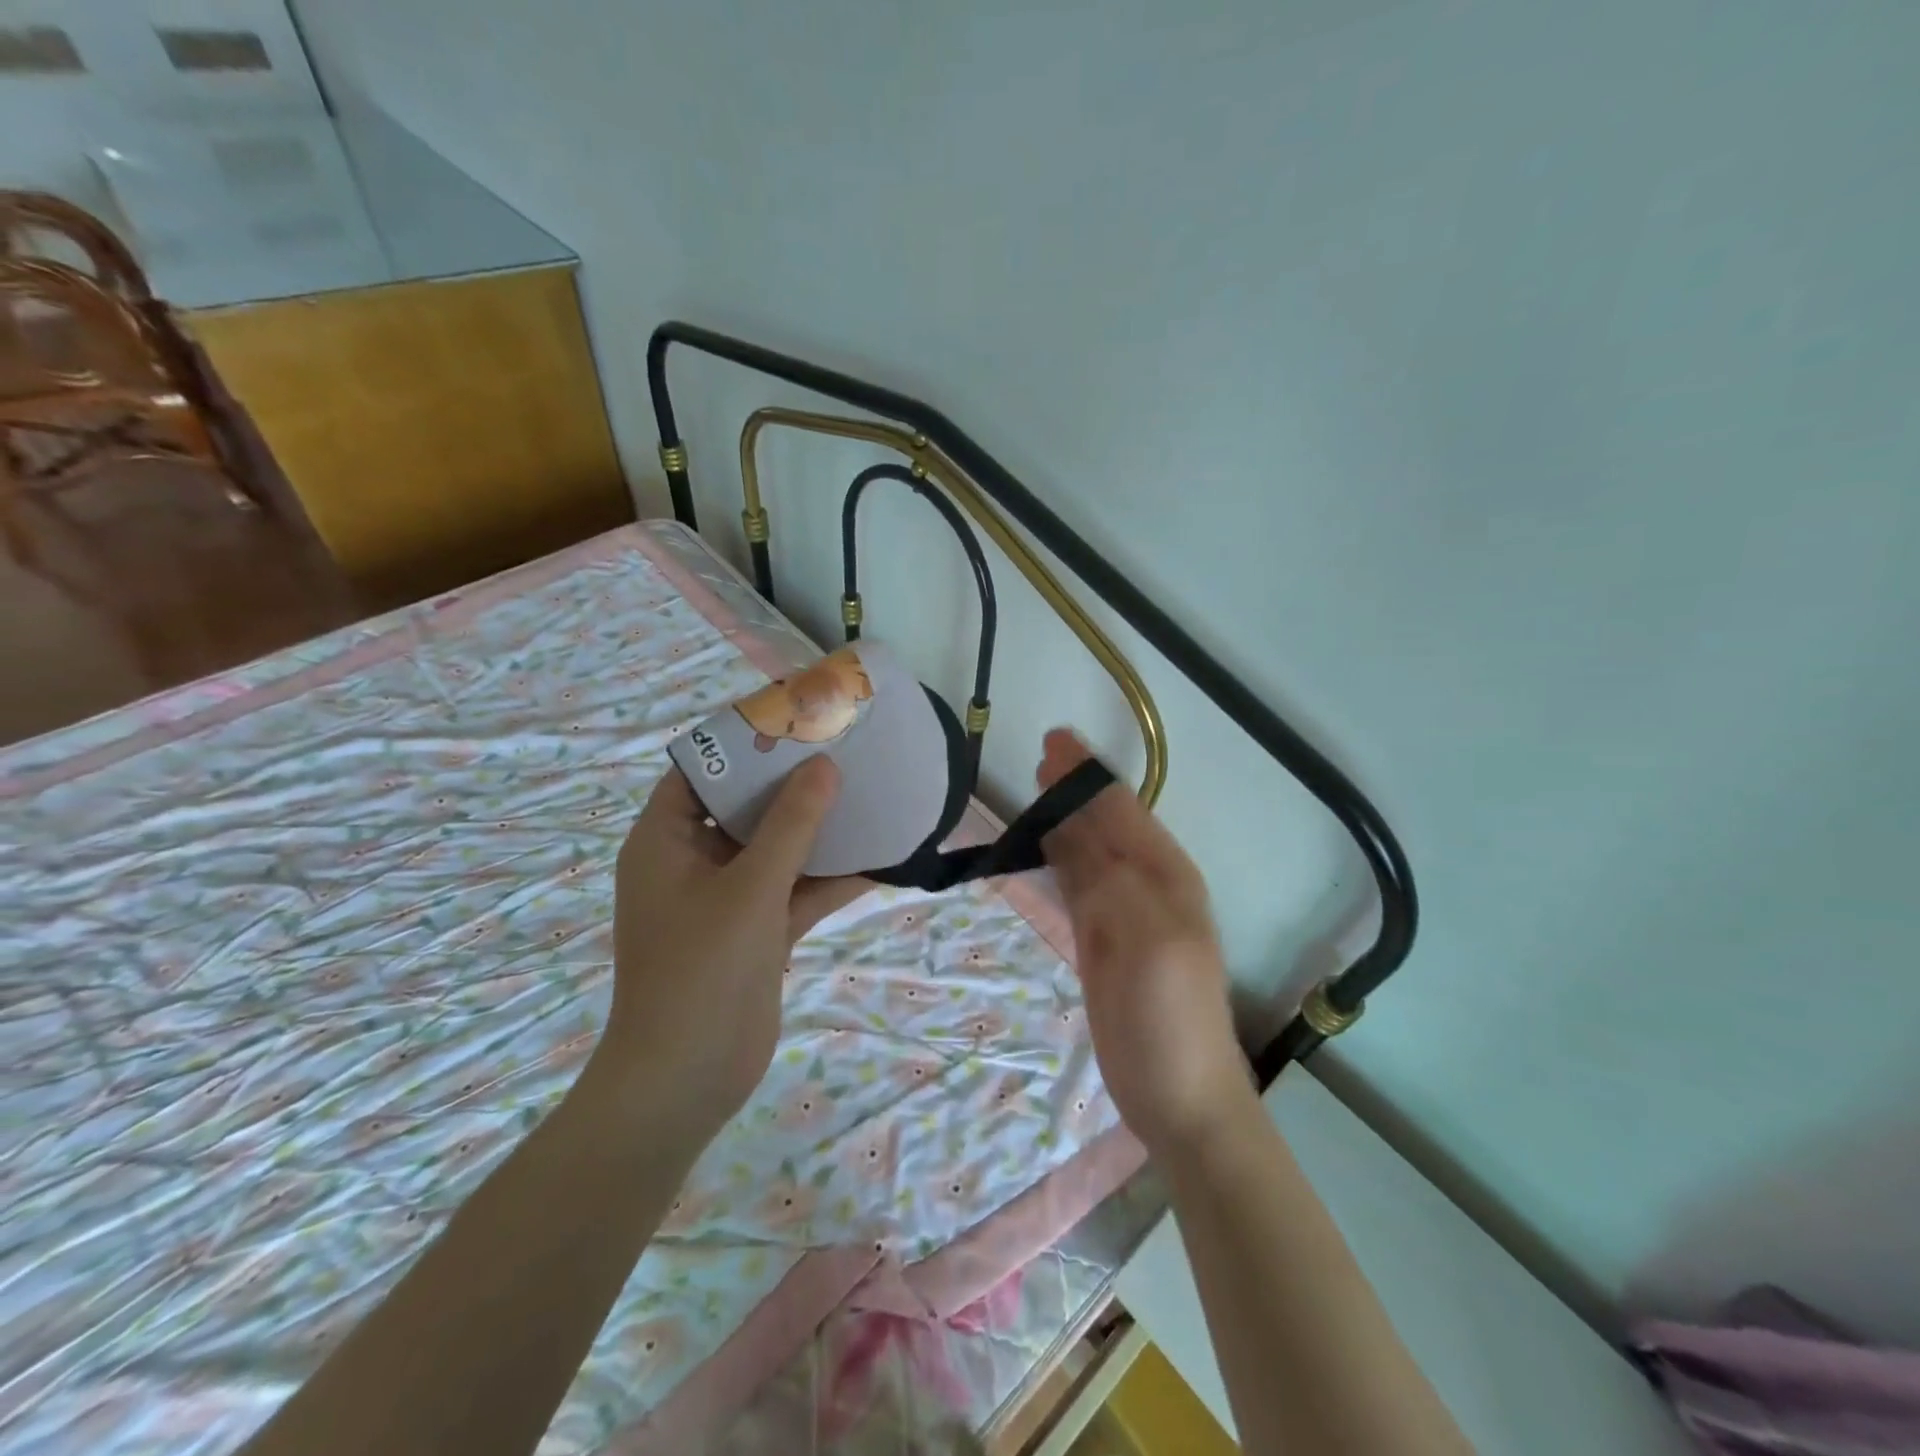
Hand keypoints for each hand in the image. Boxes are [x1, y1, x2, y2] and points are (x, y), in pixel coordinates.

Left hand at [598, 759, 869, 1140]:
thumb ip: (791, 825)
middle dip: (791, 783)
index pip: (699, 771)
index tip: (791, 721)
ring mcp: (726, 900)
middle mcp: (692, 863)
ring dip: (816, 830)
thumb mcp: (750, 887)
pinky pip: (795, 891)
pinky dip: (828, 877)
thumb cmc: (702, 969)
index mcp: (665, 841)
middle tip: (840, 750)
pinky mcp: (756, 932)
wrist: (687, 1080)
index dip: (741, 744)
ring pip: (775, 850)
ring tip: (865, 792)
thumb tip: (824, 767)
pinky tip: (877, 858)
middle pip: (744, 808)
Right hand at [1038, 730, 1254, 1156]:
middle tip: (1041, 757)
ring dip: (1065, 819)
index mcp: (1167, 876)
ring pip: (1089, 851)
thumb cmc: (1169, 1018)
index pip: (1121, 810)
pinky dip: (1059, 860)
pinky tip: (1042, 850)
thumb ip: (1110, 880)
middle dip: (1075, 789)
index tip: (1054, 742)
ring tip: (1037, 791)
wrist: (1180, 1099)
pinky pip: (1078, 885)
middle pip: (1105, 824)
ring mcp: (1124, 915)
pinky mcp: (1102, 942)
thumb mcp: (1146, 943)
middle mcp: (1148, 885)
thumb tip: (1072, 828)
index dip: (1088, 775)